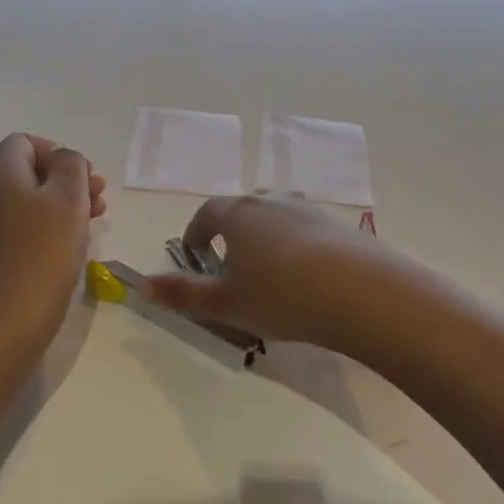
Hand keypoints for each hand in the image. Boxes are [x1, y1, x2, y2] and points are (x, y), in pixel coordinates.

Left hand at [0, 134, 107, 359]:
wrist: (8, 320)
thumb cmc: (44, 252)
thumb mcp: (69, 198)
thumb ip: (71, 166)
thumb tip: (64, 159)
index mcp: (0, 174)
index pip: (23, 142)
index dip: (56, 151)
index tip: (82, 175)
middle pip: (26, 173)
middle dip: (65, 180)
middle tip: (99, 199)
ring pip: (25, 202)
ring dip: (60, 204)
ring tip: (93, 221)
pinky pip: (18, 228)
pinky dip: (44, 227)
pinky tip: (68, 246)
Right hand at [146, 194, 397, 353]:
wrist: (363, 293)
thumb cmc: (281, 295)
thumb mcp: (224, 303)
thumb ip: (181, 294)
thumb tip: (141, 285)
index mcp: (238, 213)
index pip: (207, 213)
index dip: (196, 233)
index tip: (194, 256)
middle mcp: (271, 201)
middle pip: (243, 209)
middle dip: (230, 233)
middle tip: (230, 266)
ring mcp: (309, 210)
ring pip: (276, 217)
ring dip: (265, 238)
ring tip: (268, 273)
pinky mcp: (339, 226)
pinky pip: (306, 231)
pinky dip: (296, 247)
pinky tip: (306, 279)